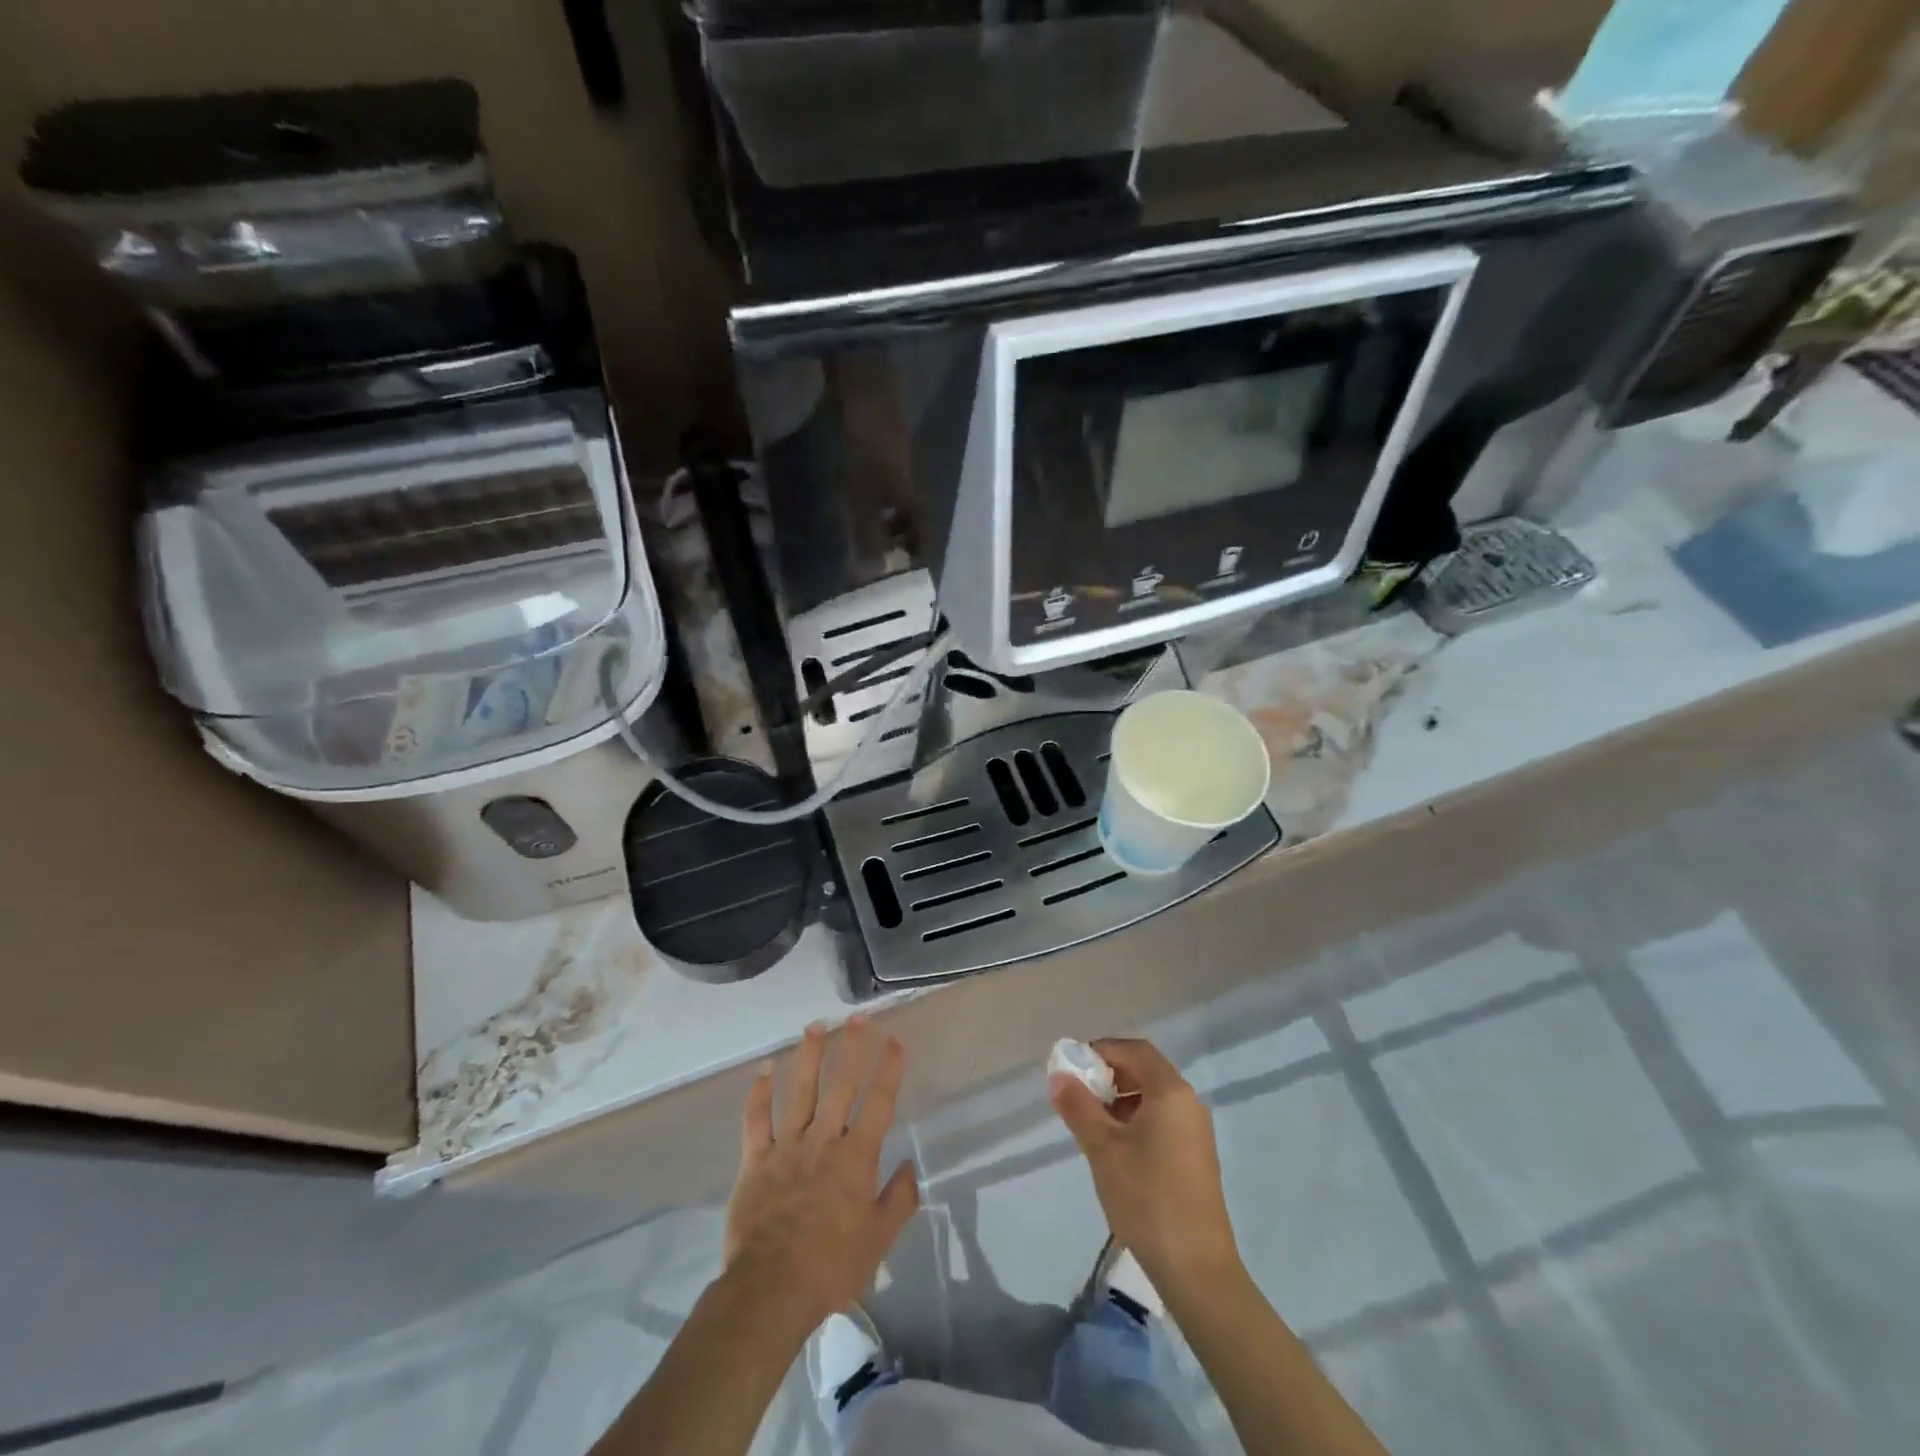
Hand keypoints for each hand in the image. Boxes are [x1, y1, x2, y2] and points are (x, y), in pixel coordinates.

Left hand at [723, 1016, 918, 1329]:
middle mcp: (824, 1140)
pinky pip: (756, 1120)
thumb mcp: (879, 1240)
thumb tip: (911, 1165)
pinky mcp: (755, 1160)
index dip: (889, 1069)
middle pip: (841, 1085)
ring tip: (814, 1026)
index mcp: (856, 1157)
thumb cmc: (832, 1266)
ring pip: (799, 1091)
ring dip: (808, 1056)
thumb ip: (899, 1199)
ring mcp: (787, 1147)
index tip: (896, 1040)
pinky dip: (758, 1094)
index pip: (879, 1103)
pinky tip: (762, 1070)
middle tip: (857, 1017)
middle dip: (851, 1047)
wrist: (771, 1290)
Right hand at [1050, 1037, 1240, 1291]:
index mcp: (1171, 1092)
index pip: (1135, 1049)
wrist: (1197, 1270)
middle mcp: (1188, 1104)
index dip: (1103, 1049)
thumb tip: (1059, 1076)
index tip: (1073, 1066)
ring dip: (1121, 1100)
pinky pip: (1163, 1121)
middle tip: (1079, 1096)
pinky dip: (1137, 1121)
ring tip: (1093, 1126)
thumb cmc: (1147, 1198)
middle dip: (1110, 1075)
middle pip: (1146, 1070)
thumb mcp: (1103, 1149)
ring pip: (1154, 1098)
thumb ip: (1079, 1107)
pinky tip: (1117, 1152)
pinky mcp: (1196, 1158)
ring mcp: (1196, 1132)